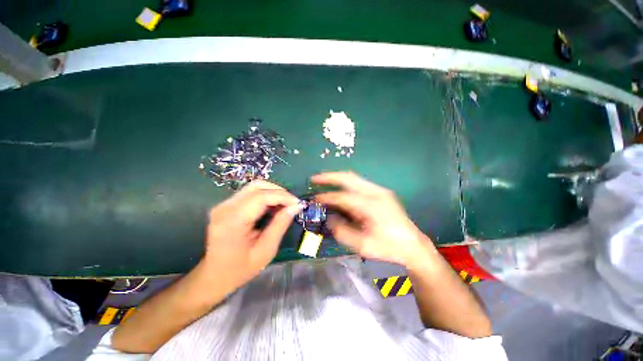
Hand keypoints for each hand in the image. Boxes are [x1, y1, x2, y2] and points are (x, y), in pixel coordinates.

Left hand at [203, 180, 300, 290]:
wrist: (214, 275)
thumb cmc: (241, 268)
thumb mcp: (266, 250)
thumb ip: (280, 224)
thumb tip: (296, 206)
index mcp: (233, 220)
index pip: (261, 196)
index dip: (283, 196)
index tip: (298, 203)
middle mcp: (225, 207)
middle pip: (257, 186)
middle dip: (279, 191)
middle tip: (292, 204)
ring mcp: (224, 204)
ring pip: (254, 187)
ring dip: (273, 192)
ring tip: (284, 205)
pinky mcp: (226, 205)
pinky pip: (250, 193)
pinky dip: (265, 196)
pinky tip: (272, 207)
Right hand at [313, 172, 432, 266]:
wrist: (413, 245)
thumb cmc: (388, 247)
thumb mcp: (363, 246)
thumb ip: (343, 231)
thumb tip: (330, 219)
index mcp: (372, 206)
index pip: (343, 197)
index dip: (327, 197)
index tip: (315, 199)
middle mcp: (376, 193)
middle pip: (349, 177)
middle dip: (329, 177)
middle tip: (315, 179)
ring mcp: (380, 190)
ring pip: (354, 178)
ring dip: (337, 179)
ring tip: (323, 181)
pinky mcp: (381, 192)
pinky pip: (359, 183)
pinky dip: (346, 184)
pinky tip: (339, 189)